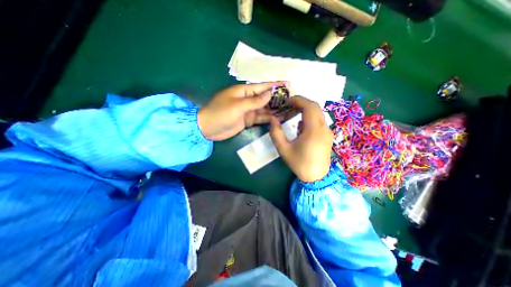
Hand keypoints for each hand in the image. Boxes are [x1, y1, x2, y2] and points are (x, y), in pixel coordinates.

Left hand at [198, 82, 289, 141]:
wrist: (208, 129)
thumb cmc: (220, 114)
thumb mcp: (238, 106)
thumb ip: (254, 101)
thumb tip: (270, 94)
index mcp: (243, 91)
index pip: (262, 87)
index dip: (275, 85)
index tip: (288, 84)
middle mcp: (247, 100)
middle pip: (265, 98)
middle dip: (278, 99)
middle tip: (293, 100)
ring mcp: (248, 111)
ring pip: (265, 109)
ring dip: (275, 110)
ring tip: (289, 110)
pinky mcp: (248, 120)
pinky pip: (261, 118)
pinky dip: (269, 118)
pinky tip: (278, 119)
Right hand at [269, 96, 333, 180]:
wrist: (316, 177)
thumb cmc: (299, 163)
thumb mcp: (283, 149)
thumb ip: (276, 133)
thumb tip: (272, 119)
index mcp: (313, 130)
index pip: (309, 106)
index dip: (298, 100)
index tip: (286, 101)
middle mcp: (323, 128)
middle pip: (315, 107)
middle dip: (301, 103)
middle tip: (288, 106)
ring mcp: (327, 131)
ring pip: (318, 113)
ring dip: (305, 109)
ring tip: (293, 114)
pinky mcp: (327, 135)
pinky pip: (319, 120)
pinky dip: (309, 117)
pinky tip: (300, 127)